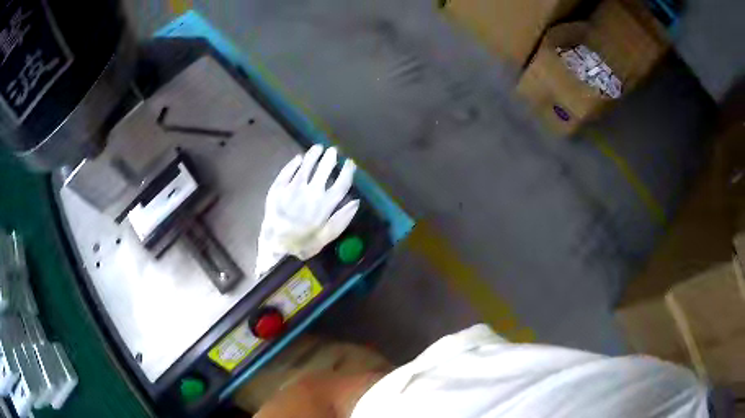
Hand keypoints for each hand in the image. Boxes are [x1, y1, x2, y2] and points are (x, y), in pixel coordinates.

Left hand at [255, 145, 358, 276]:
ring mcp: (293, 188)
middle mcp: (311, 192)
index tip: (350, 162)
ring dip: (313, 155)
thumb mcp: (327, 237)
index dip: (347, 171)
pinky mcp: (278, 189)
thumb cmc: (303, 245)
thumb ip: (342, 219)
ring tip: (318, 148)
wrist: (276, 248)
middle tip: (333, 151)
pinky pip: (287, 171)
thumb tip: (356, 201)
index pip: (341, 183)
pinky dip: (294, 163)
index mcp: (325, 204)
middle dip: (330, 158)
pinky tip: (299, 158)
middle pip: (324, 169)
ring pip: (306, 166)